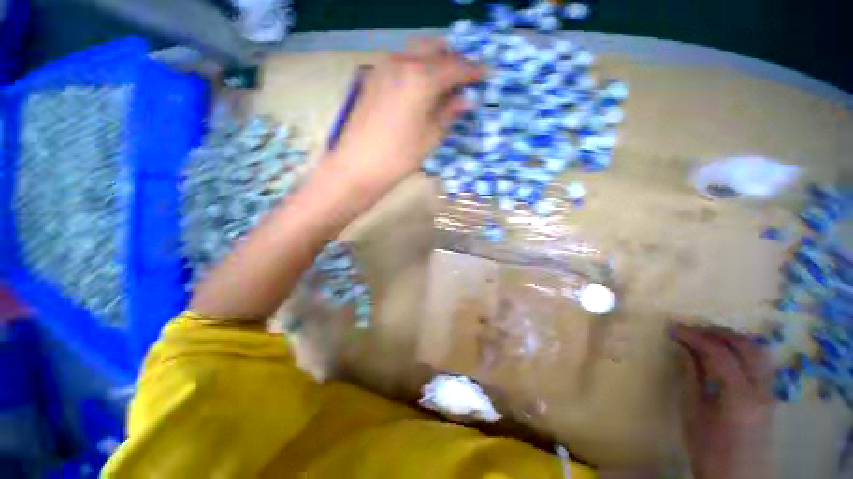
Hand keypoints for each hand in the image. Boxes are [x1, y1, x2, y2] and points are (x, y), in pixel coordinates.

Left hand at [328, 39, 482, 196]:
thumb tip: (466, 98)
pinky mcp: (372, 76)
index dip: (474, 70)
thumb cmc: (400, 157)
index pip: (456, 66)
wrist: (359, 166)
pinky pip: (401, 62)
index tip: (486, 73)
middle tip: (464, 78)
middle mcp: (402, 62)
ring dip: (434, 62)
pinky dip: (416, 68)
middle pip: (436, 49)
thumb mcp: (432, 136)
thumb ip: (449, 111)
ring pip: (416, 52)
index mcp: (422, 78)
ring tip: (444, 82)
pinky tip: (420, 87)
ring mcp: (383, 66)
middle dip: (453, 60)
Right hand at [671, 324, 774, 478]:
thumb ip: (691, 377)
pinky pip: (760, 362)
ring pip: (758, 351)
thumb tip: (681, 347)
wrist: (736, 478)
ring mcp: (770, 392)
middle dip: (717, 332)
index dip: (695, 336)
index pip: (720, 353)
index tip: (673, 328)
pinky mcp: (770, 395)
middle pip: (746, 346)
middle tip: (691, 328)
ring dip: (732, 338)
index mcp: (740, 396)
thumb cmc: (709, 449)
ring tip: (708, 336)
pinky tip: (727, 353)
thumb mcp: (694, 414)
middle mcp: (761, 389)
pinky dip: (742, 350)